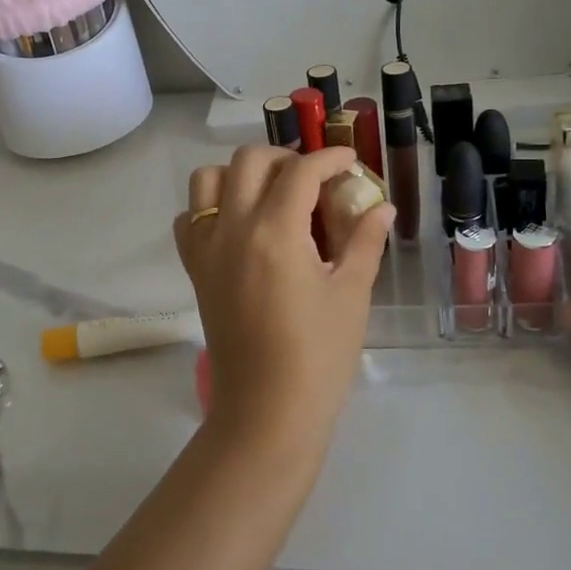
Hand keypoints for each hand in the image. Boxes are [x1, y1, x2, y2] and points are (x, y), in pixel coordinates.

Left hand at [176, 147, 394, 456]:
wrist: (267, 411)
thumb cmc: (318, 355)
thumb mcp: (351, 294)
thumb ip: (364, 241)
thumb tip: (381, 207)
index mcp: (275, 231)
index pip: (301, 171)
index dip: (330, 158)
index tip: (349, 161)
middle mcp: (233, 228)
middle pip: (249, 161)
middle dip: (285, 158)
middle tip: (313, 180)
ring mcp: (206, 248)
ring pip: (208, 180)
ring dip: (241, 175)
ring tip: (272, 195)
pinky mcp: (195, 270)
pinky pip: (189, 219)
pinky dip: (210, 207)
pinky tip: (239, 226)